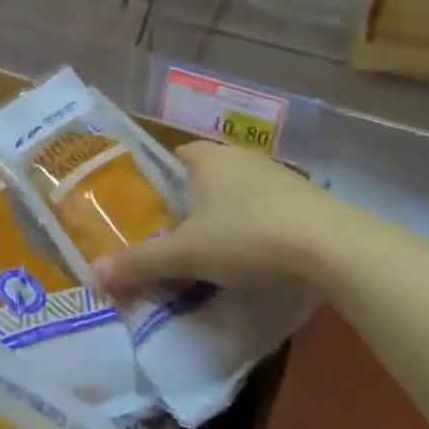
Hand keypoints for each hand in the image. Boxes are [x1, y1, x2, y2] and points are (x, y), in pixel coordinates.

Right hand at [94, 142, 341, 297]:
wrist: (334, 247)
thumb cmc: (248, 236)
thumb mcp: (187, 254)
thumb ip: (142, 262)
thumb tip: (95, 273)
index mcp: (208, 159)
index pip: (177, 155)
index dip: (164, 176)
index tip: (156, 204)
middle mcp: (241, 157)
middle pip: (209, 171)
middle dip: (196, 195)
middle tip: (182, 229)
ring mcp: (279, 175)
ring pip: (243, 187)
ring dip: (231, 209)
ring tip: (220, 244)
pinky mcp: (310, 198)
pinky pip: (273, 204)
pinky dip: (263, 221)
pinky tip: (262, 251)